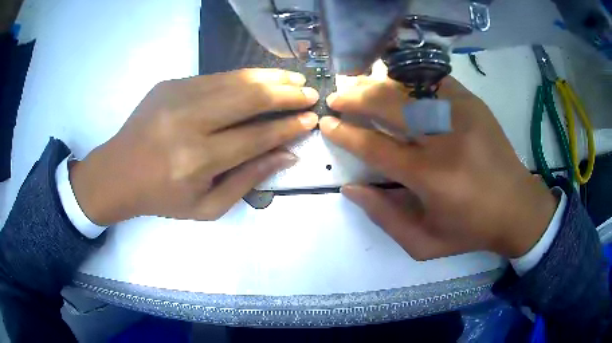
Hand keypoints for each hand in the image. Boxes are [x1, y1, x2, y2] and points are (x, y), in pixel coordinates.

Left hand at [70, 69, 318, 224]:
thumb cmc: (161, 197)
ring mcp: (176, 96)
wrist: (117, 172)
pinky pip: (216, 76)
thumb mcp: (206, 207)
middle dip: (286, 94)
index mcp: (196, 160)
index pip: (255, 136)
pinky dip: (244, 76)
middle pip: (248, 99)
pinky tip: (261, 78)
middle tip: (310, 92)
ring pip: (235, 79)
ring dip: (270, 77)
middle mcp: (188, 122)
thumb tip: (286, 154)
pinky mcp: (170, 83)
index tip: (311, 119)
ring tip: (294, 78)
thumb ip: (248, 180)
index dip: (287, 127)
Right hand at [320, 76, 557, 258]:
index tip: (327, 123)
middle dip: (355, 98)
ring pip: (409, 87)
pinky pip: (434, 81)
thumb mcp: (423, 243)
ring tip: (358, 84)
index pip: (375, 146)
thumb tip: (351, 187)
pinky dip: (410, 79)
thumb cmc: (470, 230)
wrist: (517, 208)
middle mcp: (444, 139)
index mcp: (430, 177)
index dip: (345, 133)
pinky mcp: (473, 104)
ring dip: (378, 84)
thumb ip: (384, 217)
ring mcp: (461, 114)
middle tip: (337, 97)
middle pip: (389, 105)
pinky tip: (397, 82)